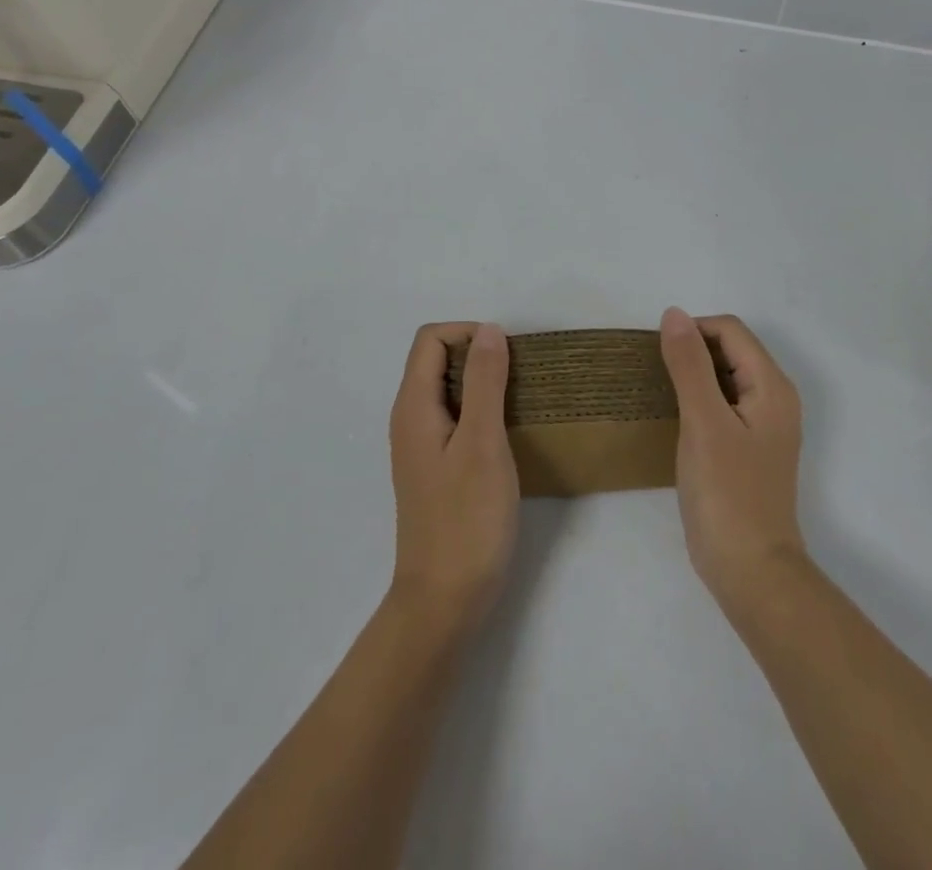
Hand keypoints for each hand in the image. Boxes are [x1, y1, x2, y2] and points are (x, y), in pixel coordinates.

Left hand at [388, 322, 519, 633]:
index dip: (468, 333)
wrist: (444, 601)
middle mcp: (410, 419)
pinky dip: (481, 410)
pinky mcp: (436, 468)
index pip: (431, 339)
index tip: (507, 356)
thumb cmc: (466, 519)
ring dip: (483, 383)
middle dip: (478, 355)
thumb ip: (484, 382)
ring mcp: (422, 445)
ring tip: (521, 401)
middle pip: (437, 360)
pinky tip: (508, 433)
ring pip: (448, 389)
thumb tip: (489, 331)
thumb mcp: (482, 442)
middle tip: (520, 377)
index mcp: (414, 406)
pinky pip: (455, 418)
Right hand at [660, 308, 806, 607]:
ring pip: (725, 377)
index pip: (730, 331)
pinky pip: (723, 404)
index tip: (657, 355)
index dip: (692, 331)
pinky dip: (698, 400)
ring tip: (659, 392)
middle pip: (730, 350)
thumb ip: (689, 364)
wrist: (751, 572)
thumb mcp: (703, 422)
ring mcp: (763, 425)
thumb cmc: (727, 493)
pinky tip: (675, 419)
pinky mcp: (749, 448)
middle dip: (692, 351)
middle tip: (654, 375)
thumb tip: (674, 313)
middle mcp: (774, 398)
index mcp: (771, 386)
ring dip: (693, 375)